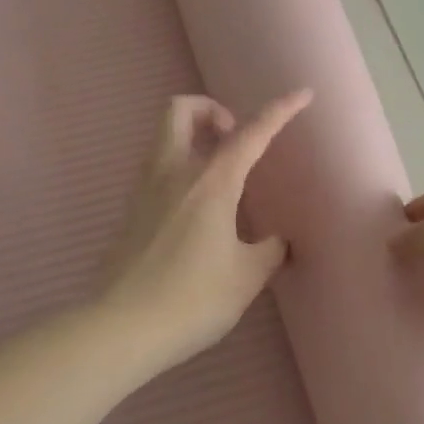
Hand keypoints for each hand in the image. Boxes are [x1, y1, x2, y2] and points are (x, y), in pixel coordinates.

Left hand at [98, 90, 311, 377]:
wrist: (121, 328)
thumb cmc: (193, 298)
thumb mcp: (246, 277)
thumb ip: (268, 252)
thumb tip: (277, 242)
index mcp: (211, 182)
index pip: (251, 133)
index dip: (280, 110)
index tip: (302, 94)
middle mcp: (174, 173)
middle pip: (182, 109)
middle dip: (211, 110)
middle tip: (233, 140)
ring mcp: (145, 189)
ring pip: (164, 137)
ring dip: (194, 138)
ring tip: (221, 175)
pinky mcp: (130, 211)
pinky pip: (157, 169)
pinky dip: (180, 168)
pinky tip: (197, 209)